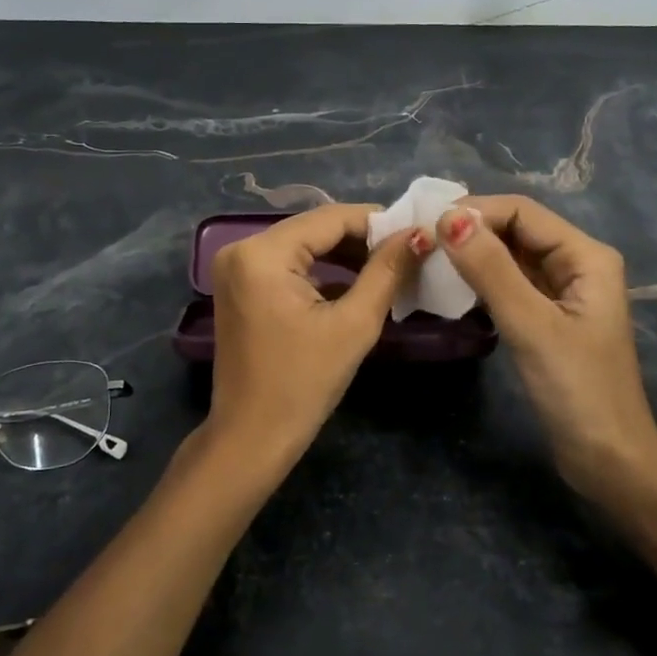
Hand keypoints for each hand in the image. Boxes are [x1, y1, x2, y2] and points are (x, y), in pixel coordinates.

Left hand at [206, 203, 429, 472]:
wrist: (252, 437)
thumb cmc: (303, 384)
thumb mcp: (354, 324)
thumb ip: (387, 272)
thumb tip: (420, 234)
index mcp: (262, 253)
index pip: (330, 218)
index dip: (378, 221)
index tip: (418, 231)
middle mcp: (241, 249)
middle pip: (314, 229)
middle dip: (362, 239)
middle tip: (409, 251)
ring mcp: (236, 268)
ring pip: (303, 246)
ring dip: (344, 255)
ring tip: (391, 267)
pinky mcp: (240, 287)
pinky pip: (288, 265)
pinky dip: (321, 271)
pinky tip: (357, 283)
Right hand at [435, 195, 656, 498]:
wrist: (607, 457)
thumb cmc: (576, 388)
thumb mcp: (531, 325)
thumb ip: (491, 269)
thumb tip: (449, 218)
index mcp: (585, 256)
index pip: (522, 212)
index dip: (475, 211)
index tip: (427, 226)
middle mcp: (576, 264)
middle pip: (516, 230)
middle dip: (471, 231)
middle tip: (421, 243)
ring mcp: (562, 292)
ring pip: (511, 258)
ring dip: (473, 256)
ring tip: (428, 262)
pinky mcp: (547, 317)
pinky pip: (510, 285)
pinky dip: (482, 282)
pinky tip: (451, 289)